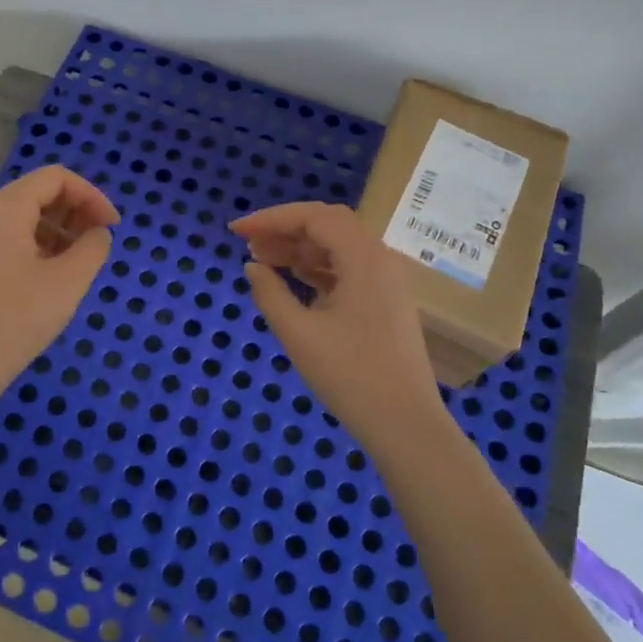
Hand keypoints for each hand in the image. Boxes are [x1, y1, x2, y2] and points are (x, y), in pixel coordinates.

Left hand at [0, 165, 119, 404]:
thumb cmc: (18, 318)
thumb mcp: (68, 281)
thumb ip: (93, 247)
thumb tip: (98, 233)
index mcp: (5, 207)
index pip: (56, 178)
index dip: (91, 195)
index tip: (113, 226)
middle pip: (38, 193)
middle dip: (76, 210)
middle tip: (100, 241)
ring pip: (24, 216)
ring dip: (59, 228)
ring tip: (81, 259)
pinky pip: (10, 237)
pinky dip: (38, 244)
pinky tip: (54, 273)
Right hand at [230, 201, 446, 443]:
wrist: (405, 424)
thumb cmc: (349, 375)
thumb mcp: (299, 334)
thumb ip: (270, 293)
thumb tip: (253, 267)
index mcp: (363, 258)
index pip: (314, 217)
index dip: (271, 218)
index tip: (237, 232)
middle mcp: (380, 259)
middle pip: (328, 226)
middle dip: (285, 230)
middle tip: (248, 245)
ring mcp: (387, 281)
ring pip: (339, 247)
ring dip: (300, 248)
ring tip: (263, 260)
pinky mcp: (386, 302)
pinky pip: (348, 269)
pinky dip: (318, 268)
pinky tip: (294, 280)